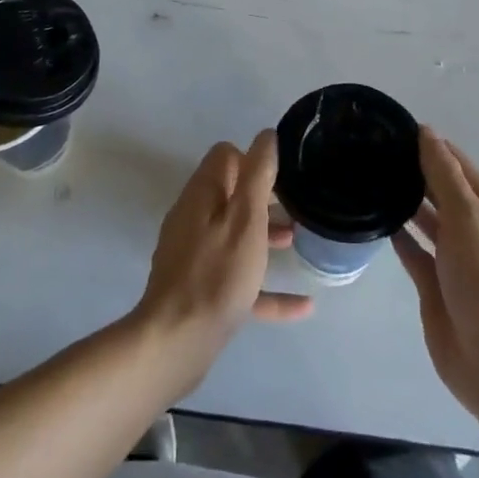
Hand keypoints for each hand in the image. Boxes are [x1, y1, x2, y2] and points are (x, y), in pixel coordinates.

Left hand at [134, 131, 313, 388]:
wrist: (176, 342)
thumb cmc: (217, 273)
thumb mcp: (246, 218)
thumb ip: (257, 174)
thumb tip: (265, 135)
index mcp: (201, 195)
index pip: (224, 156)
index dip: (252, 160)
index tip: (280, 177)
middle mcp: (193, 218)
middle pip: (229, 195)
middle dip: (262, 199)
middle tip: (294, 209)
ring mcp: (192, 255)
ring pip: (233, 235)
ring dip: (263, 236)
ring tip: (296, 244)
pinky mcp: (198, 291)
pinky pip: (236, 279)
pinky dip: (264, 286)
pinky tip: (302, 306)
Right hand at [396, 128, 478, 422]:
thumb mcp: (468, 219)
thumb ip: (444, 176)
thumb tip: (427, 132)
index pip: (459, 167)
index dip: (431, 146)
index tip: (394, 128)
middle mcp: (476, 232)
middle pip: (442, 193)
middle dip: (415, 173)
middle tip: (372, 151)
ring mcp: (456, 262)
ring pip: (427, 223)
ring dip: (405, 202)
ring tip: (370, 178)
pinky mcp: (436, 289)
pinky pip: (414, 253)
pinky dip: (398, 236)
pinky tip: (375, 218)